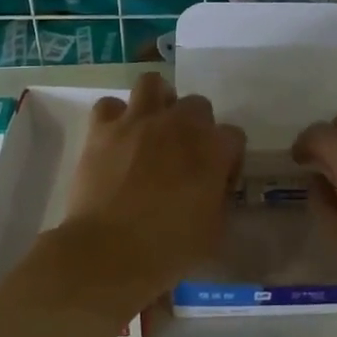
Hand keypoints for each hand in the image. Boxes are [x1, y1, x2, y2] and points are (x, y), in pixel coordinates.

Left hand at [64, 72, 245, 297]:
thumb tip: (213, 190)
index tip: (218, 182)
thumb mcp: (214, 232)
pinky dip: (115, 117)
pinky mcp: (102, 129)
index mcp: (212, 149)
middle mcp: (179, 124)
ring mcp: (138, 122)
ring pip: (153, 84)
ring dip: (158, 101)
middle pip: (198, 105)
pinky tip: (117, 137)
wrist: (108, 252)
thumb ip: (219, 200)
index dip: (228, 159)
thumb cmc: (168, 249)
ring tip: (153, 125)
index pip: (234, 136)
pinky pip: (110, 105)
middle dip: (197, 126)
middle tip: (185, 155)